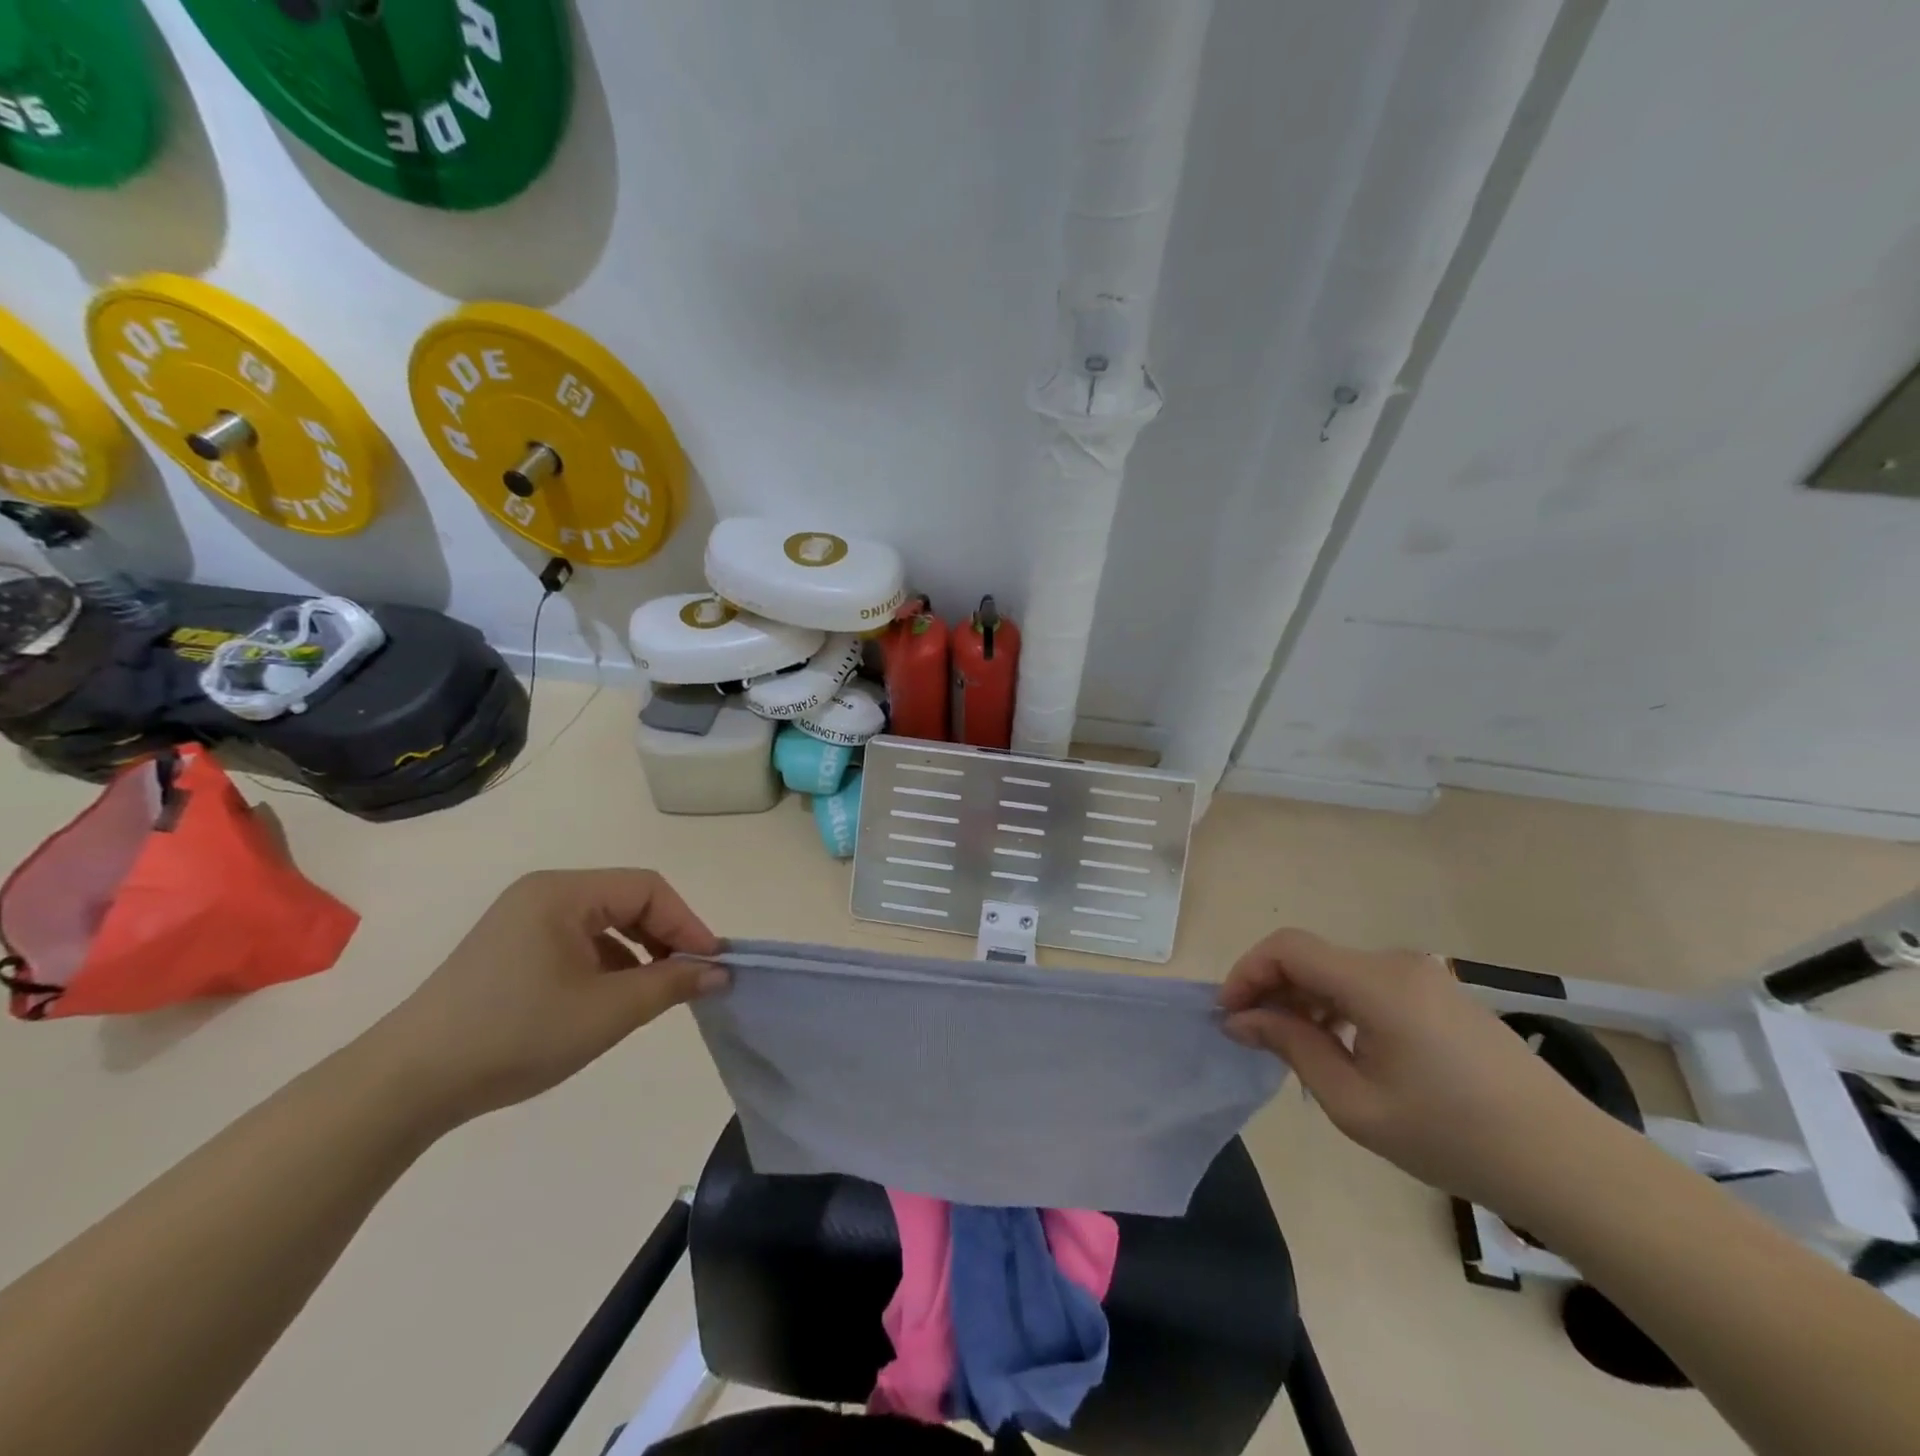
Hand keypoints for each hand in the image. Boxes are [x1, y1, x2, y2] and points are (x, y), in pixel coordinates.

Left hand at [370, 869, 725, 1125]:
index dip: (687, 923)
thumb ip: (672, 984)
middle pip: (627, 901)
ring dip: (638, 952)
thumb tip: (721, 972)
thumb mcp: (608, 1011)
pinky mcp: (510, 950)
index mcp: (564, 892)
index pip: (648, 889)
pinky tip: (609, 1000)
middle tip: (689, 979)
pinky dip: (606, 963)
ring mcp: (522, 920)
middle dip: (664, 937)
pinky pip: (577, 942)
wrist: (407, 1084)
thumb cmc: (517, 1034)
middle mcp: (543, 894)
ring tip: (653, 994)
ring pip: (604, 923)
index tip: (713, 964)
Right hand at [1219, 929, 1620, 1216]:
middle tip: (1253, 1036)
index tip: (1229, 1014)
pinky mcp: (1442, 994)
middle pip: (1312, 957)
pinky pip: (1370, 984)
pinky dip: (1339, 1005)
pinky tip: (1342, 1048)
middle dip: (1272, 989)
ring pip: (1339, 971)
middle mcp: (1398, 963)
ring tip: (1293, 1048)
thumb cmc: (1453, 1136)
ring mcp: (1425, 976)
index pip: (1288, 948)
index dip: (1248, 972)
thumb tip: (1242, 1019)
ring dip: (1304, 999)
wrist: (1569, 1164)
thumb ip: (1293, 1047)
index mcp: (1376, 982)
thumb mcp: (1355, 1103)